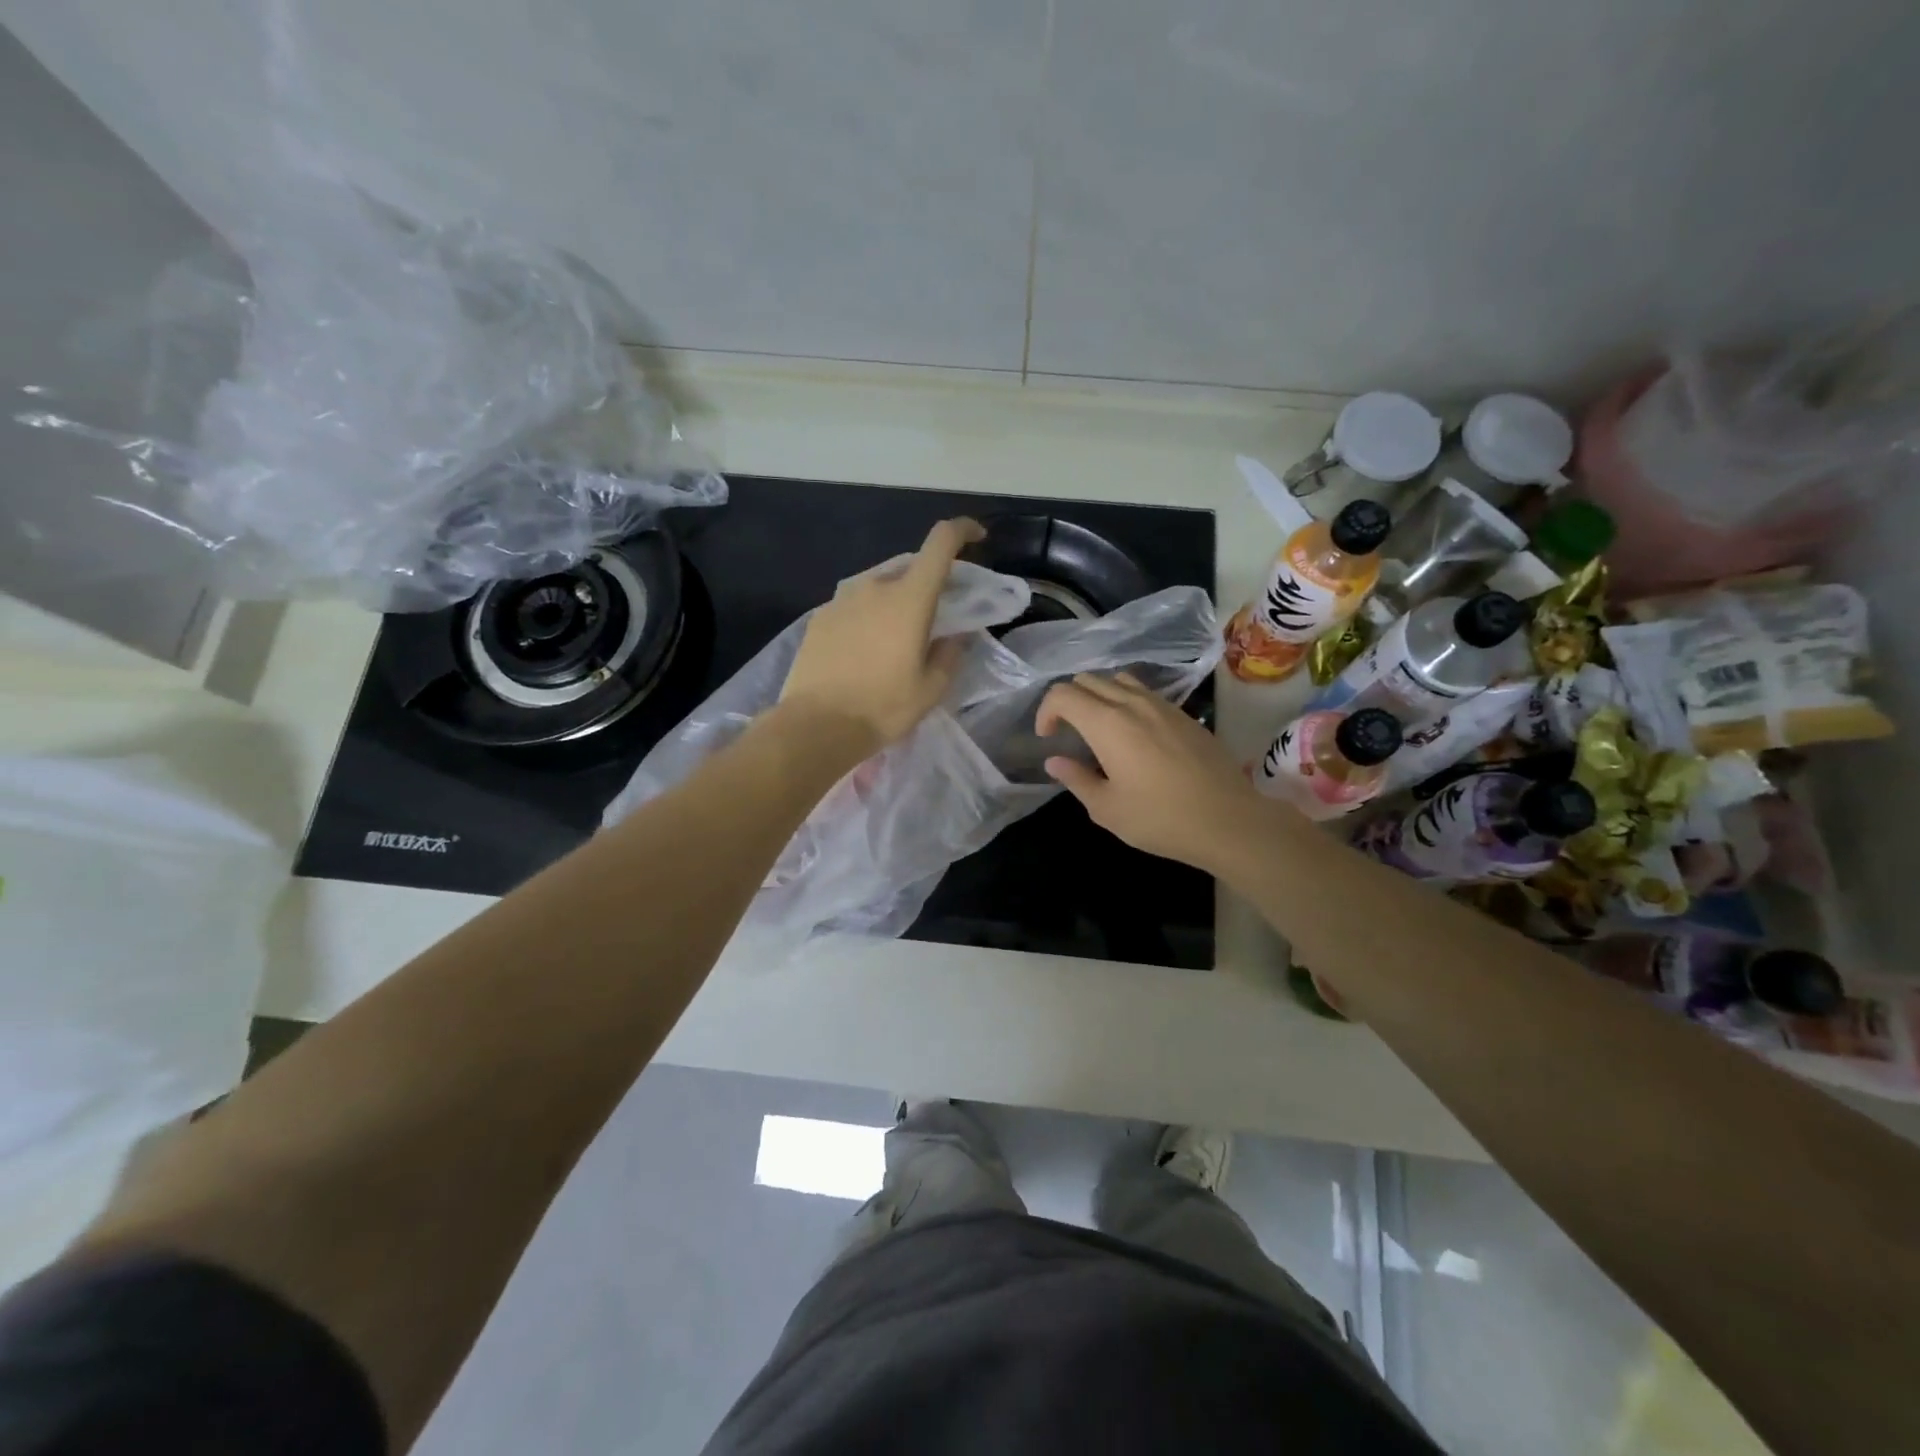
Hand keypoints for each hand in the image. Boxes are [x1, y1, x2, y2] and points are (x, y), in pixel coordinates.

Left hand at [781, 517, 986, 754]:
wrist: (815, 726)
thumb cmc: (882, 707)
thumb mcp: (931, 688)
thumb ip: (951, 653)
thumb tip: (956, 635)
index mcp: (909, 598)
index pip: (940, 542)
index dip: (962, 530)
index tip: (977, 537)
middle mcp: (874, 586)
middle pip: (910, 568)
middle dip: (929, 582)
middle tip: (937, 614)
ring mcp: (841, 599)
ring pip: (879, 587)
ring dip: (896, 601)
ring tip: (898, 636)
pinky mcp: (819, 617)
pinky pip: (854, 606)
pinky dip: (868, 616)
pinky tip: (866, 648)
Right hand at [1034, 672, 1265, 870]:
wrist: (1228, 820)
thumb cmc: (1160, 819)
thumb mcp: (1106, 809)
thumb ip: (1076, 779)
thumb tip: (1055, 761)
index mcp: (1107, 724)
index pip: (1063, 694)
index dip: (1046, 711)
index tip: (1048, 738)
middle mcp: (1132, 703)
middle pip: (1088, 680)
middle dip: (1069, 701)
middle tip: (1068, 733)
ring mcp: (1162, 705)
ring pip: (1118, 680)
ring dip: (1099, 696)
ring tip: (1099, 728)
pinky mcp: (1183, 714)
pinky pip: (1145, 693)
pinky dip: (1126, 701)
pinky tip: (1134, 735)